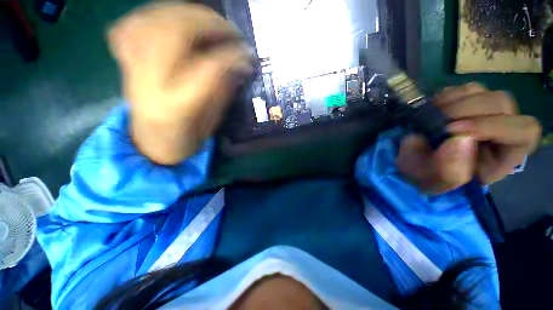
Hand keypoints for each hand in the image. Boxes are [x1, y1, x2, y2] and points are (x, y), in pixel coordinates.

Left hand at [108, 2, 252, 164]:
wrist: (150, 143)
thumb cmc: (184, 140)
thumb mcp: (212, 123)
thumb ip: (224, 92)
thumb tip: (240, 65)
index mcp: (176, 107)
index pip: (208, 69)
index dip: (231, 56)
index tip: (248, 53)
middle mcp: (149, 82)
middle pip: (175, 33)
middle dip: (210, 24)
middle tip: (232, 31)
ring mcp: (132, 68)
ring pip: (154, 20)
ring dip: (187, 13)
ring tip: (210, 21)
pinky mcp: (126, 60)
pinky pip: (134, 23)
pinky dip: (157, 15)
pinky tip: (176, 21)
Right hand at [397, 83, 541, 192]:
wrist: (418, 163)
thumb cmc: (432, 176)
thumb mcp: (438, 182)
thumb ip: (450, 171)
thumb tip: (458, 141)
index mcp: (508, 154)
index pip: (523, 131)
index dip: (492, 126)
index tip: (451, 131)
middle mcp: (504, 127)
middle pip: (502, 103)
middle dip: (467, 110)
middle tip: (438, 122)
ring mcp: (485, 111)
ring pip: (482, 91)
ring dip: (453, 102)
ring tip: (432, 117)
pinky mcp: (468, 102)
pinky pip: (462, 89)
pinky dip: (445, 97)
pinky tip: (432, 110)